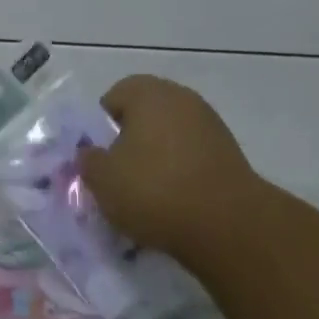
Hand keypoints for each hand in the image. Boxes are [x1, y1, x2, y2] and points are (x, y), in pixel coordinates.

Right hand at [77, 74, 273, 275]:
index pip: (115, 96)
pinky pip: (193, 155)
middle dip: (130, 140)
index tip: (100, 155)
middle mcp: (182, 99)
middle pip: (145, 114)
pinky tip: (175, 201)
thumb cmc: (154, 190)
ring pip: (170, 135)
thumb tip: (91, 153)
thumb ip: (88, 160)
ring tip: (147, 193)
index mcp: (149, 94)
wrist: (227, 224)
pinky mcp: (230, 153)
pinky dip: (181, 172)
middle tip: (119, 173)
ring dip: (157, 157)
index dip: (102, 125)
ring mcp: (210, 124)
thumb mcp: (102, 179)